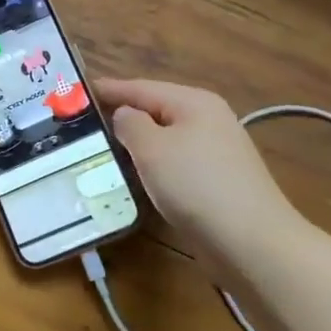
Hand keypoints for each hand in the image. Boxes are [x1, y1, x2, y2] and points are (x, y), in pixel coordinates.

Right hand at [96, 78, 310, 275]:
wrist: (252, 242)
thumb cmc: (196, 185)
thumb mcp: (152, 148)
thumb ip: (130, 124)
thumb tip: (125, 116)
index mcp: (194, 102)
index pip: (141, 87)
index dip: (109, 89)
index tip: (78, 92)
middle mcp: (208, 120)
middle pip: (155, 110)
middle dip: (122, 115)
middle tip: (85, 122)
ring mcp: (217, 152)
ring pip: (165, 139)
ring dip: (137, 143)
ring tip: (103, 148)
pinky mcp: (218, 181)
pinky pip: (175, 163)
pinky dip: (153, 165)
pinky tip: (137, 176)